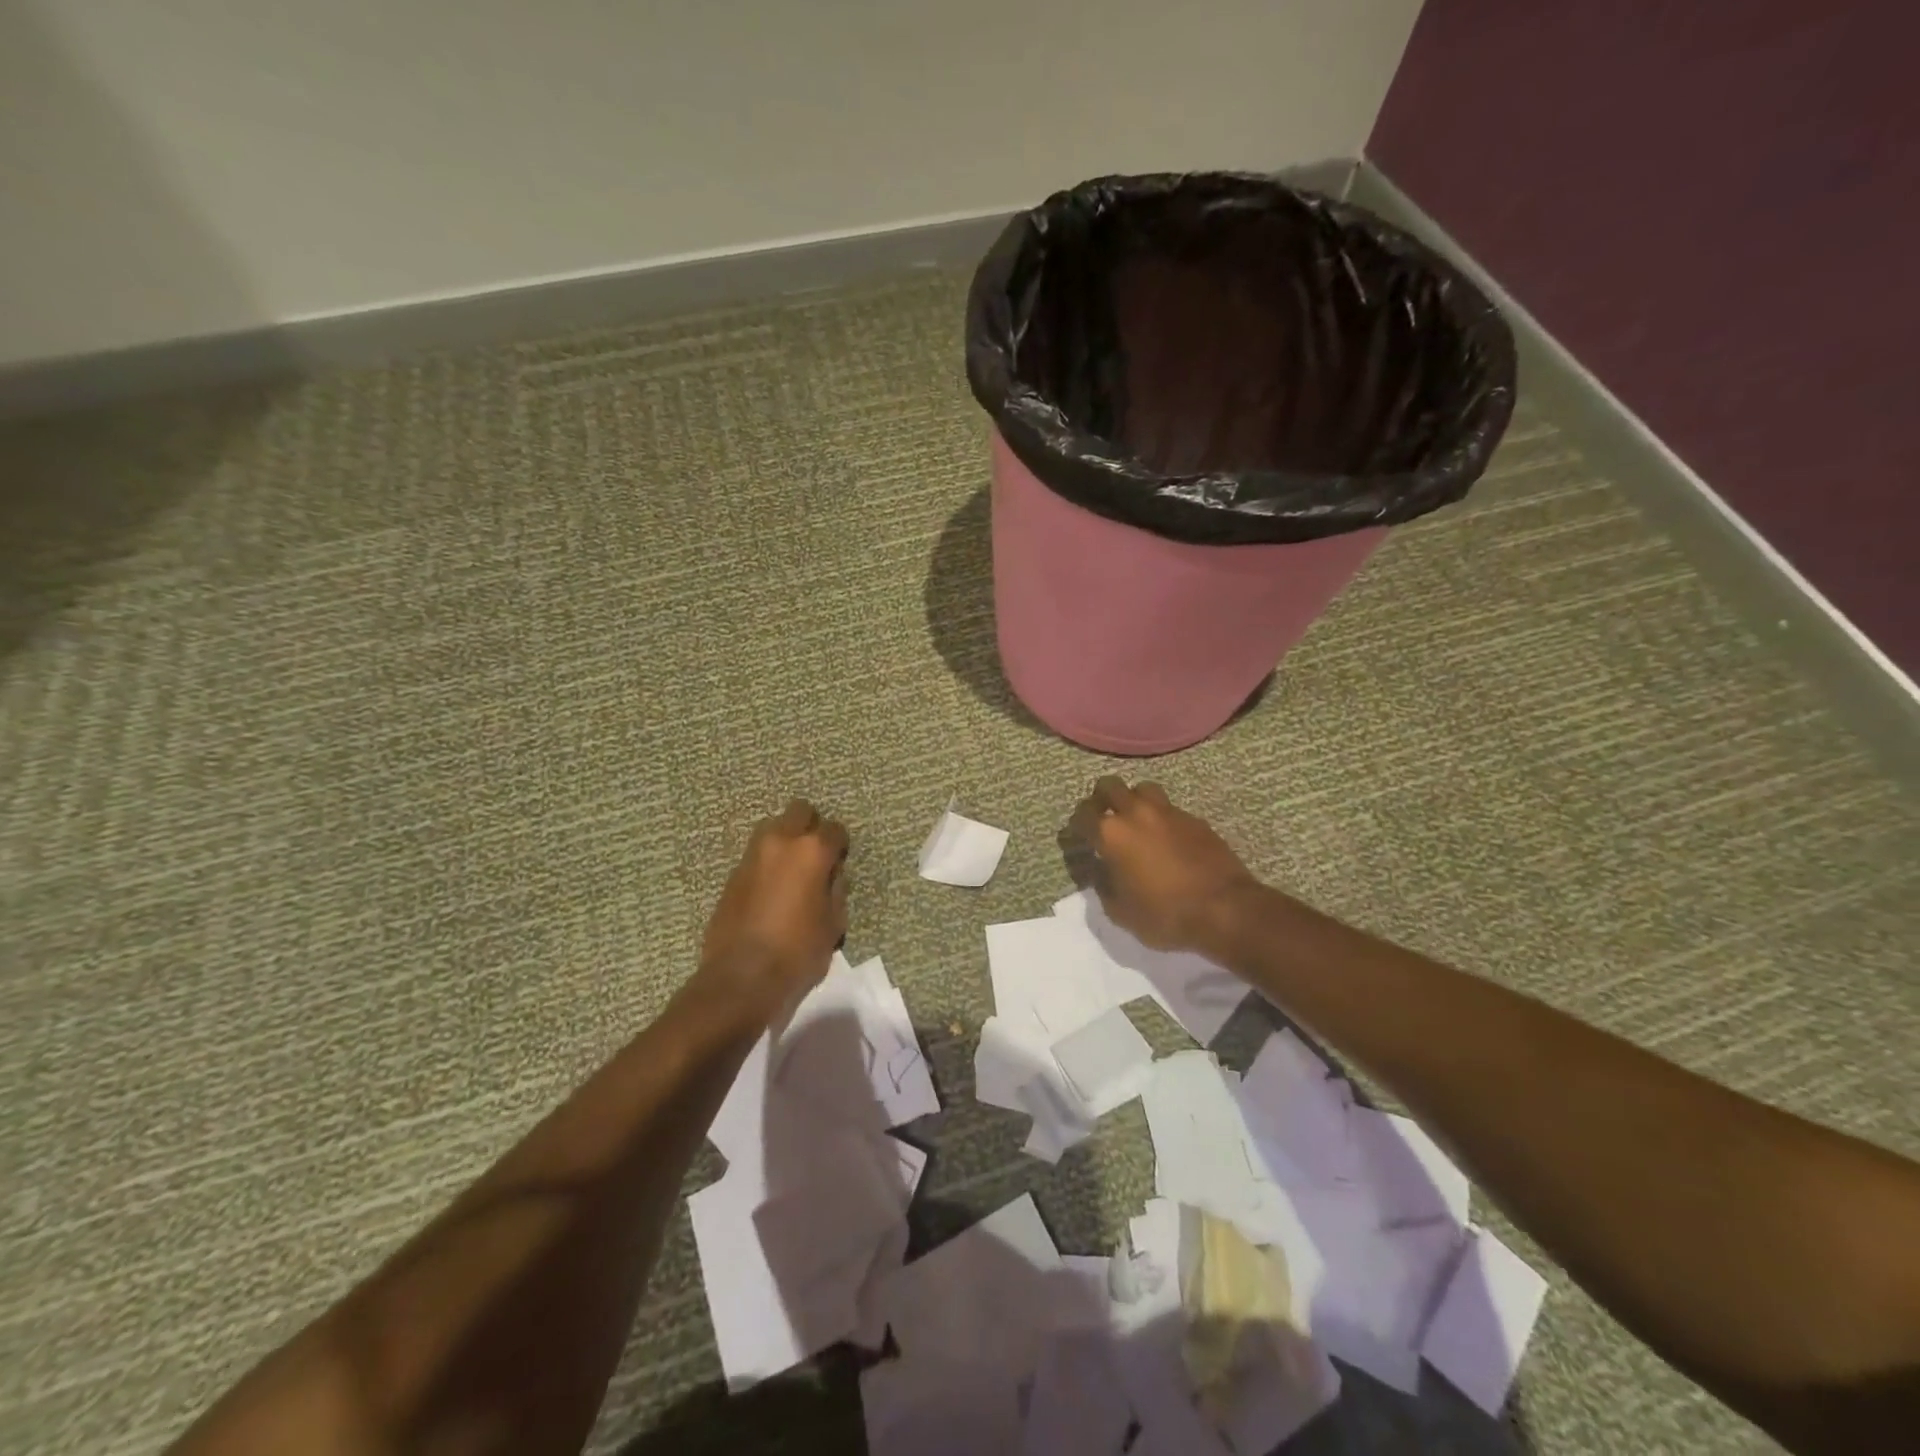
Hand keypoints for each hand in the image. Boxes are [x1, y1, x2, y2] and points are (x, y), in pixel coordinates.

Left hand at [701, 800, 848, 1013]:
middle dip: (811, 826)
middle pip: (800, 811)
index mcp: (812, 851)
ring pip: (773, 828)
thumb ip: (835, 890)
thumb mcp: (833, 923)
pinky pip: (756, 855)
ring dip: (786, 840)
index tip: (840, 861)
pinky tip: (772, 889)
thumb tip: (830, 876)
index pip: (835, 829)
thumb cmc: (798, 952)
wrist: (742, 978)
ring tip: (792, 870)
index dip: (841, 845)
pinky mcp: (732, 874)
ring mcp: (752, 855)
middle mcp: (780, 842)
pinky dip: (767, 862)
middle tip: (816, 855)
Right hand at [1067, 776, 1259, 953]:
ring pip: (1142, 789)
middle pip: (1109, 786)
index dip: (1076, 824)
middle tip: (1103, 818)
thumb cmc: (1166, 915)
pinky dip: (1161, 817)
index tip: (1078, 836)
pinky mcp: (1195, 819)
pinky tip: (1166, 838)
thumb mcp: (1121, 913)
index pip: (1082, 814)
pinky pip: (1170, 808)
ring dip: (1133, 800)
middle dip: (1101, 798)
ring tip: (1136, 821)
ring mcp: (1168, 812)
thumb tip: (1103, 872)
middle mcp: (1136, 813)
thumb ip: (1105, 887)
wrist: (1226, 910)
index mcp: (1112, 834)